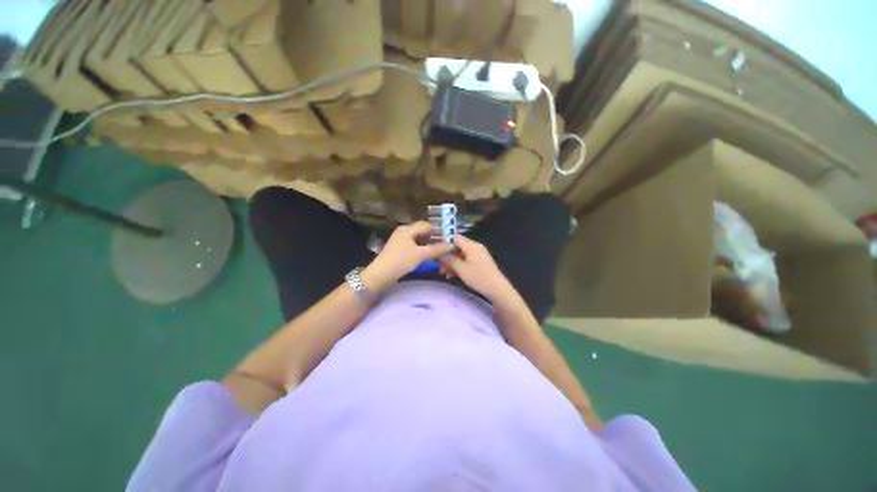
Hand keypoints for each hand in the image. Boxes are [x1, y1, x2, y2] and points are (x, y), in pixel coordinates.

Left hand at [362, 221, 454, 291]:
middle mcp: (404, 231)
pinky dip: (423, 248)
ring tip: (441, 249)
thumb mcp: (421, 255)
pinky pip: (414, 245)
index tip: (450, 236)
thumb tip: (452, 245)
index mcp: (407, 229)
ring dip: (429, 243)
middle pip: (423, 231)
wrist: (380, 275)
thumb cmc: (401, 261)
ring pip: (419, 239)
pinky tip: (430, 254)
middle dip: (435, 237)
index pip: (427, 225)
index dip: (439, 230)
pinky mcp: (399, 249)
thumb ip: (437, 249)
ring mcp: (401, 240)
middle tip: (447, 244)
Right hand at [440, 235, 518, 304]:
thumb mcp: (461, 269)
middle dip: (446, 255)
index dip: (442, 241)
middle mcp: (475, 247)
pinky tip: (452, 275)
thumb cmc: (479, 278)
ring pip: (460, 255)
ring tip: (444, 273)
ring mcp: (478, 254)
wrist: (498, 289)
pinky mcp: (479, 262)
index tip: (433, 248)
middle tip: (438, 265)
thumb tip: (437, 252)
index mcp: (471, 245)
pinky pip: (465, 260)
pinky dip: (458, 266)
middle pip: (456, 246)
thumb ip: (448, 259)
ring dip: (451, 262)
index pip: (454, 237)